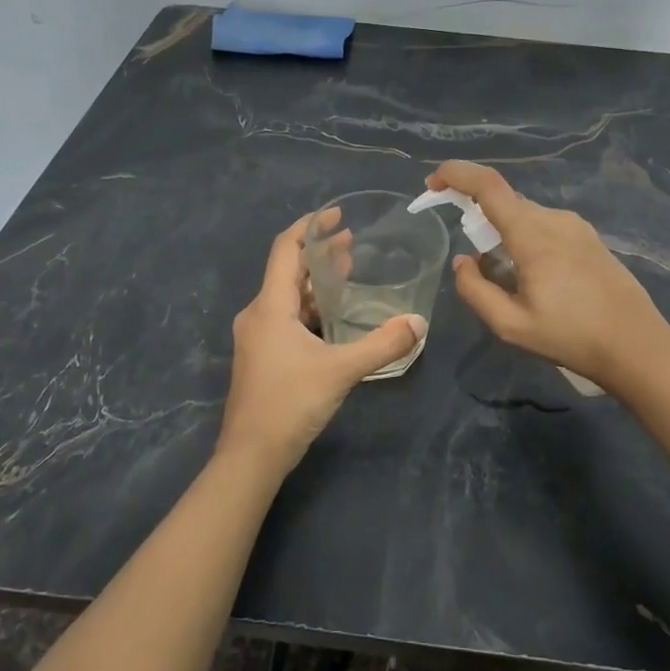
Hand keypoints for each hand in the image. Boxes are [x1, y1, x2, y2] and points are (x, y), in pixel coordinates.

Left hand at [219, 214, 425, 479]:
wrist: (251, 456)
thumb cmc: (290, 403)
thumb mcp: (341, 371)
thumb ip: (382, 344)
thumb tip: (419, 323)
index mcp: (270, 307)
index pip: (285, 249)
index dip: (310, 226)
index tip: (337, 214)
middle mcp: (258, 315)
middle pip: (287, 270)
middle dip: (319, 253)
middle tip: (353, 243)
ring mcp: (257, 337)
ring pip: (287, 296)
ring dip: (316, 281)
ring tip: (348, 272)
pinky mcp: (262, 356)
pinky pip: (287, 317)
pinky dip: (310, 307)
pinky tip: (335, 315)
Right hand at [428, 161, 669, 395]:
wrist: (636, 344)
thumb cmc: (571, 337)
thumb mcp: (511, 326)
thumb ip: (476, 290)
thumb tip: (464, 261)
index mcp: (533, 235)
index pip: (488, 185)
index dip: (456, 174)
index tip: (432, 183)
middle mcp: (554, 219)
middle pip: (504, 201)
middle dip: (477, 216)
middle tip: (472, 259)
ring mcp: (576, 226)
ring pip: (525, 214)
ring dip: (503, 232)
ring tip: (506, 279)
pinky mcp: (588, 237)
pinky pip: (544, 226)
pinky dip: (524, 238)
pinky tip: (533, 277)